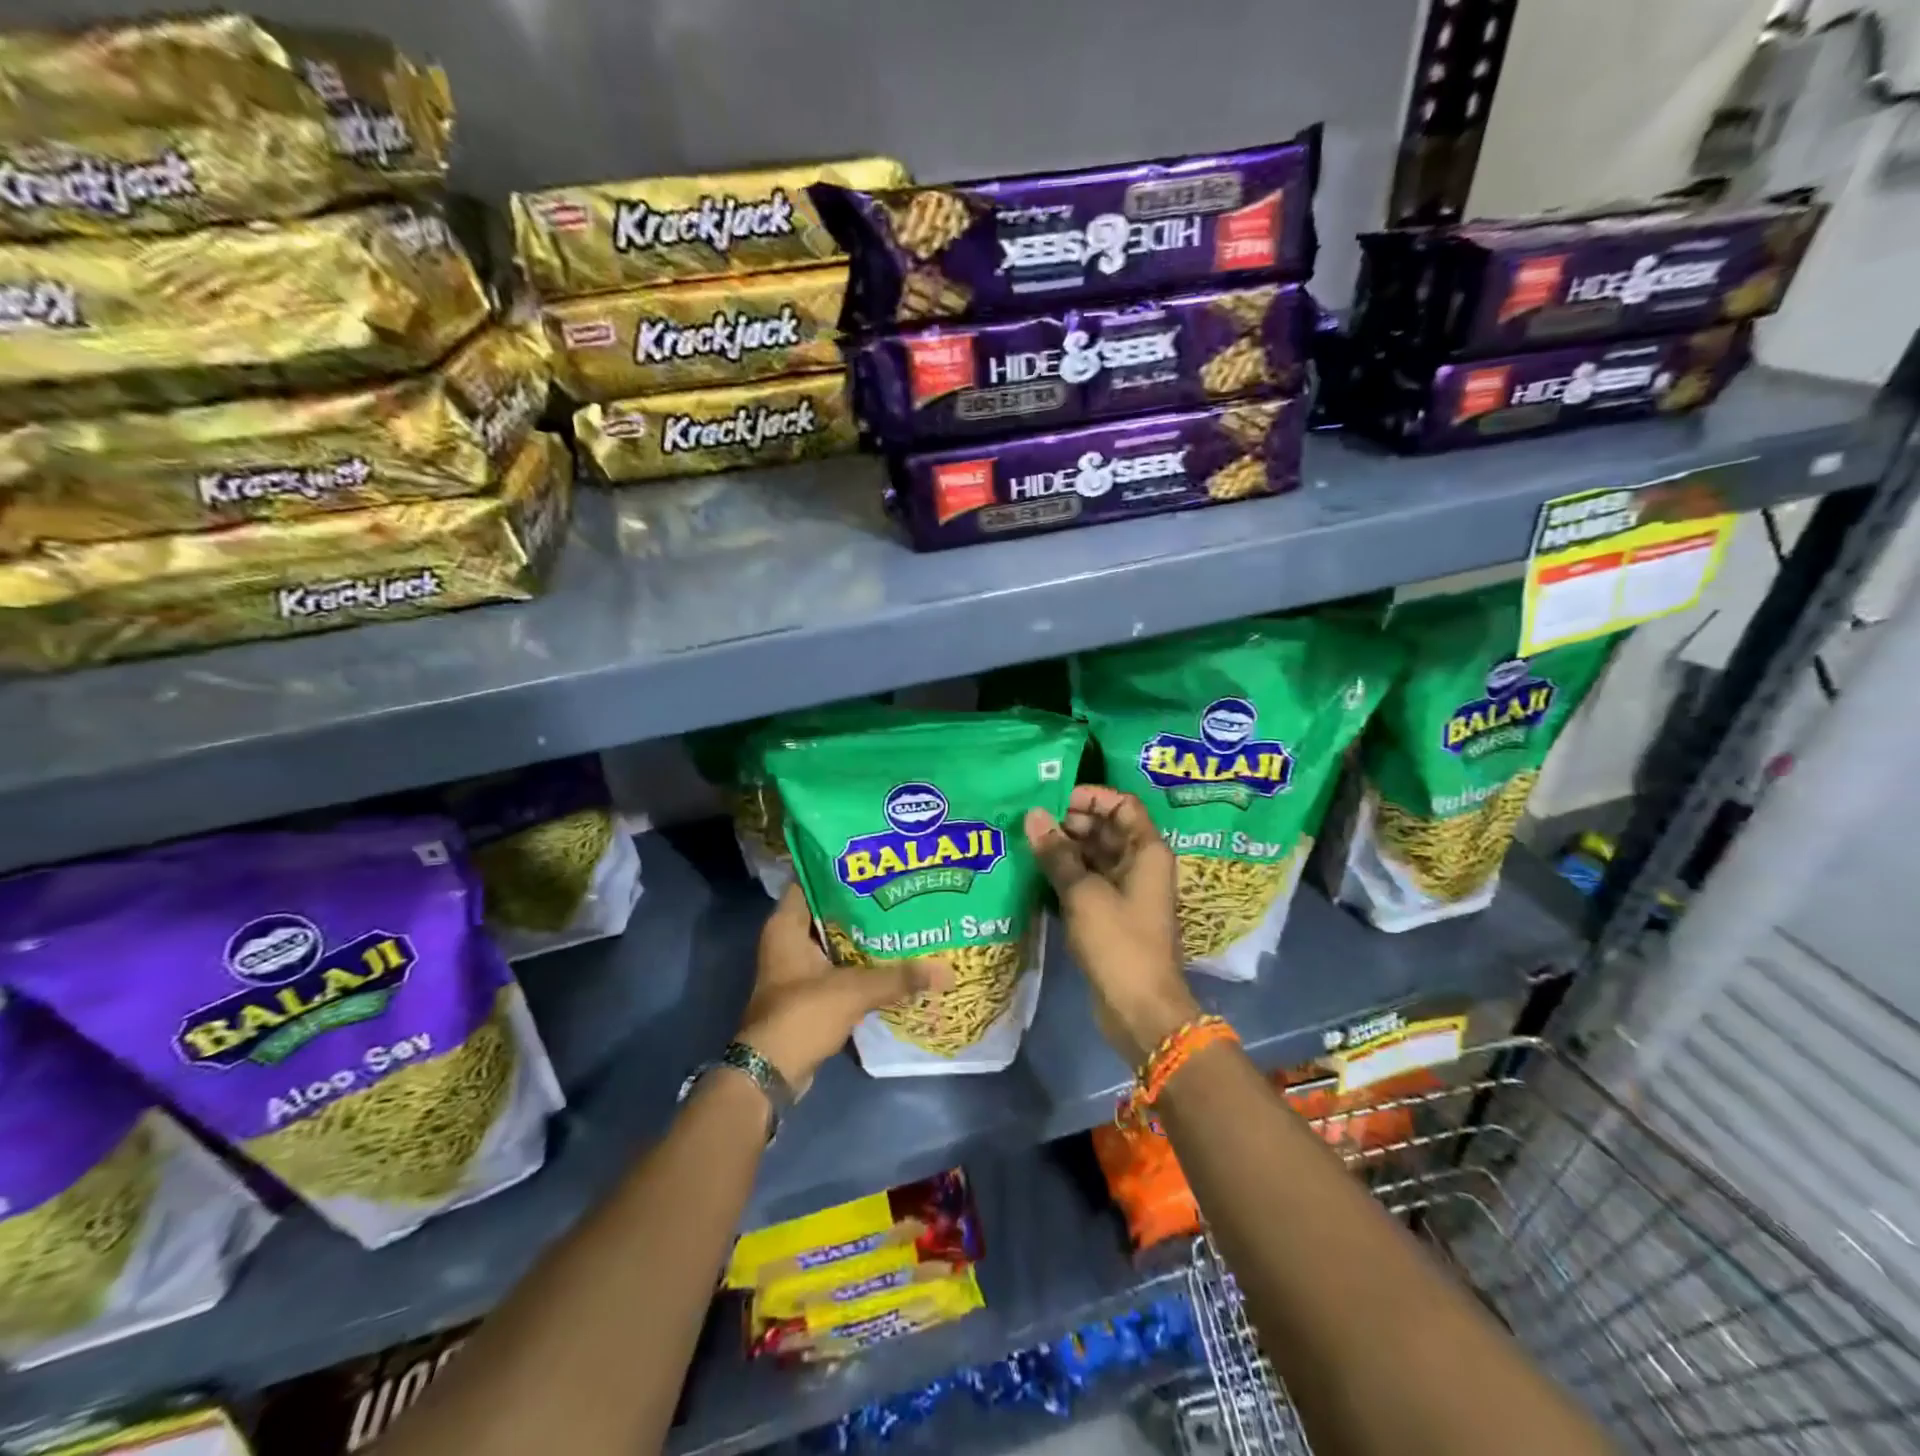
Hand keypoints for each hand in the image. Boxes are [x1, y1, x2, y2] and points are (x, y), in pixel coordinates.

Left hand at [736, 886, 951, 1092]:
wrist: (771, 1072)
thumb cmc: (802, 1015)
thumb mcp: (854, 991)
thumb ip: (899, 977)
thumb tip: (946, 971)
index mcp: (787, 926)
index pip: (811, 879)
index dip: (839, 867)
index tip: (873, 861)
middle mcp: (787, 939)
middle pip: (827, 909)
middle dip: (860, 900)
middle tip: (898, 888)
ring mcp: (796, 966)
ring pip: (834, 938)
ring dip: (862, 933)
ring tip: (901, 916)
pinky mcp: (807, 990)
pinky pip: (837, 964)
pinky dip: (858, 960)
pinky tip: (890, 956)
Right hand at [1025, 786, 1198, 1067]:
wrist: (1139, 1009)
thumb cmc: (1118, 942)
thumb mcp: (1083, 893)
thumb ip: (1057, 853)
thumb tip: (1033, 816)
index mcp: (1146, 851)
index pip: (1122, 805)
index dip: (1090, 796)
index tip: (1053, 798)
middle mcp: (1139, 865)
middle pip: (1105, 829)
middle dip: (1069, 822)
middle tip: (1029, 823)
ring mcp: (1126, 892)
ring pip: (1093, 856)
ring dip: (1063, 849)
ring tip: (1025, 844)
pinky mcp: (1111, 915)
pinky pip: (1088, 882)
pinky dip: (1065, 875)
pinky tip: (1033, 874)